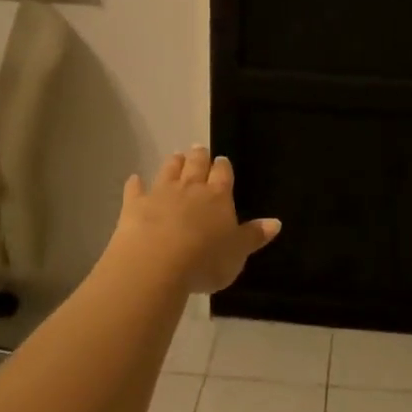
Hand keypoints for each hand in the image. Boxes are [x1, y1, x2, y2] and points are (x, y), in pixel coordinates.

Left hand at [111, 145, 281, 294]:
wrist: (157, 262)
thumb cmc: (205, 260)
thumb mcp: (238, 253)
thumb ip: (254, 236)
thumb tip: (276, 222)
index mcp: (218, 197)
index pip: (223, 174)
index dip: (223, 167)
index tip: (222, 160)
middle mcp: (191, 188)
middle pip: (196, 165)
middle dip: (199, 156)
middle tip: (199, 149)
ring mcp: (161, 193)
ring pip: (169, 170)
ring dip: (174, 162)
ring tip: (177, 156)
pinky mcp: (135, 205)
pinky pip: (135, 189)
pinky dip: (135, 184)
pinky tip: (134, 179)